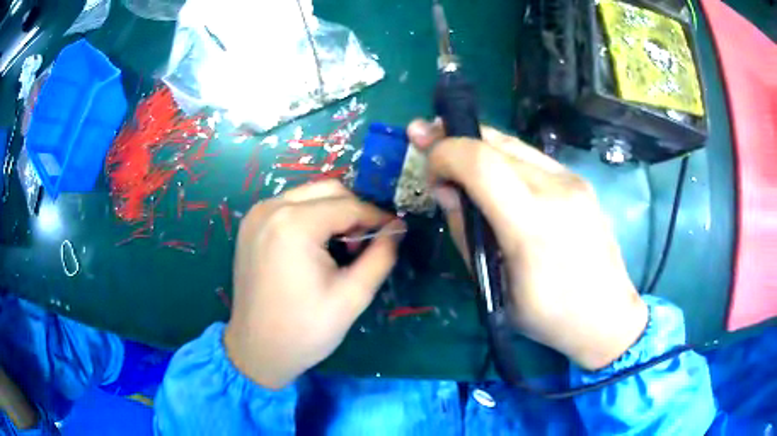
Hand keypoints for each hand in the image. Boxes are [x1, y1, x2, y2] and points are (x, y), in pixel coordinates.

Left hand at [224, 181, 403, 388]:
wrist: (256, 351)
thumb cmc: (305, 330)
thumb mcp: (352, 296)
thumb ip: (381, 256)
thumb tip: (397, 228)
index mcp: (294, 224)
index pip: (349, 205)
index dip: (377, 217)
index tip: (395, 232)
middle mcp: (271, 208)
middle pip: (328, 190)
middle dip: (354, 211)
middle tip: (365, 244)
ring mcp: (256, 215)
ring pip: (309, 195)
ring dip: (333, 213)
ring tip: (342, 247)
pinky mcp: (250, 225)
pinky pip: (289, 206)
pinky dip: (311, 217)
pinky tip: (316, 246)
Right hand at [407, 120, 647, 370]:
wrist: (607, 315)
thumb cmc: (549, 316)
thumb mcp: (495, 288)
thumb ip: (466, 233)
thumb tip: (446, 191)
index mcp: (533, 225)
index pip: (479, 163)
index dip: (444, 153)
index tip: (428, 170)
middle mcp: (556, 190)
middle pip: (494, 144)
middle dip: (452, 139)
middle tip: (424, 139)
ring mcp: (572, 181)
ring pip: (513, 144)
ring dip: (477, 144)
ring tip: (451, 150)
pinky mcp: (579, 181)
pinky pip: (531, 156)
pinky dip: (502, 155)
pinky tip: (490, 169)